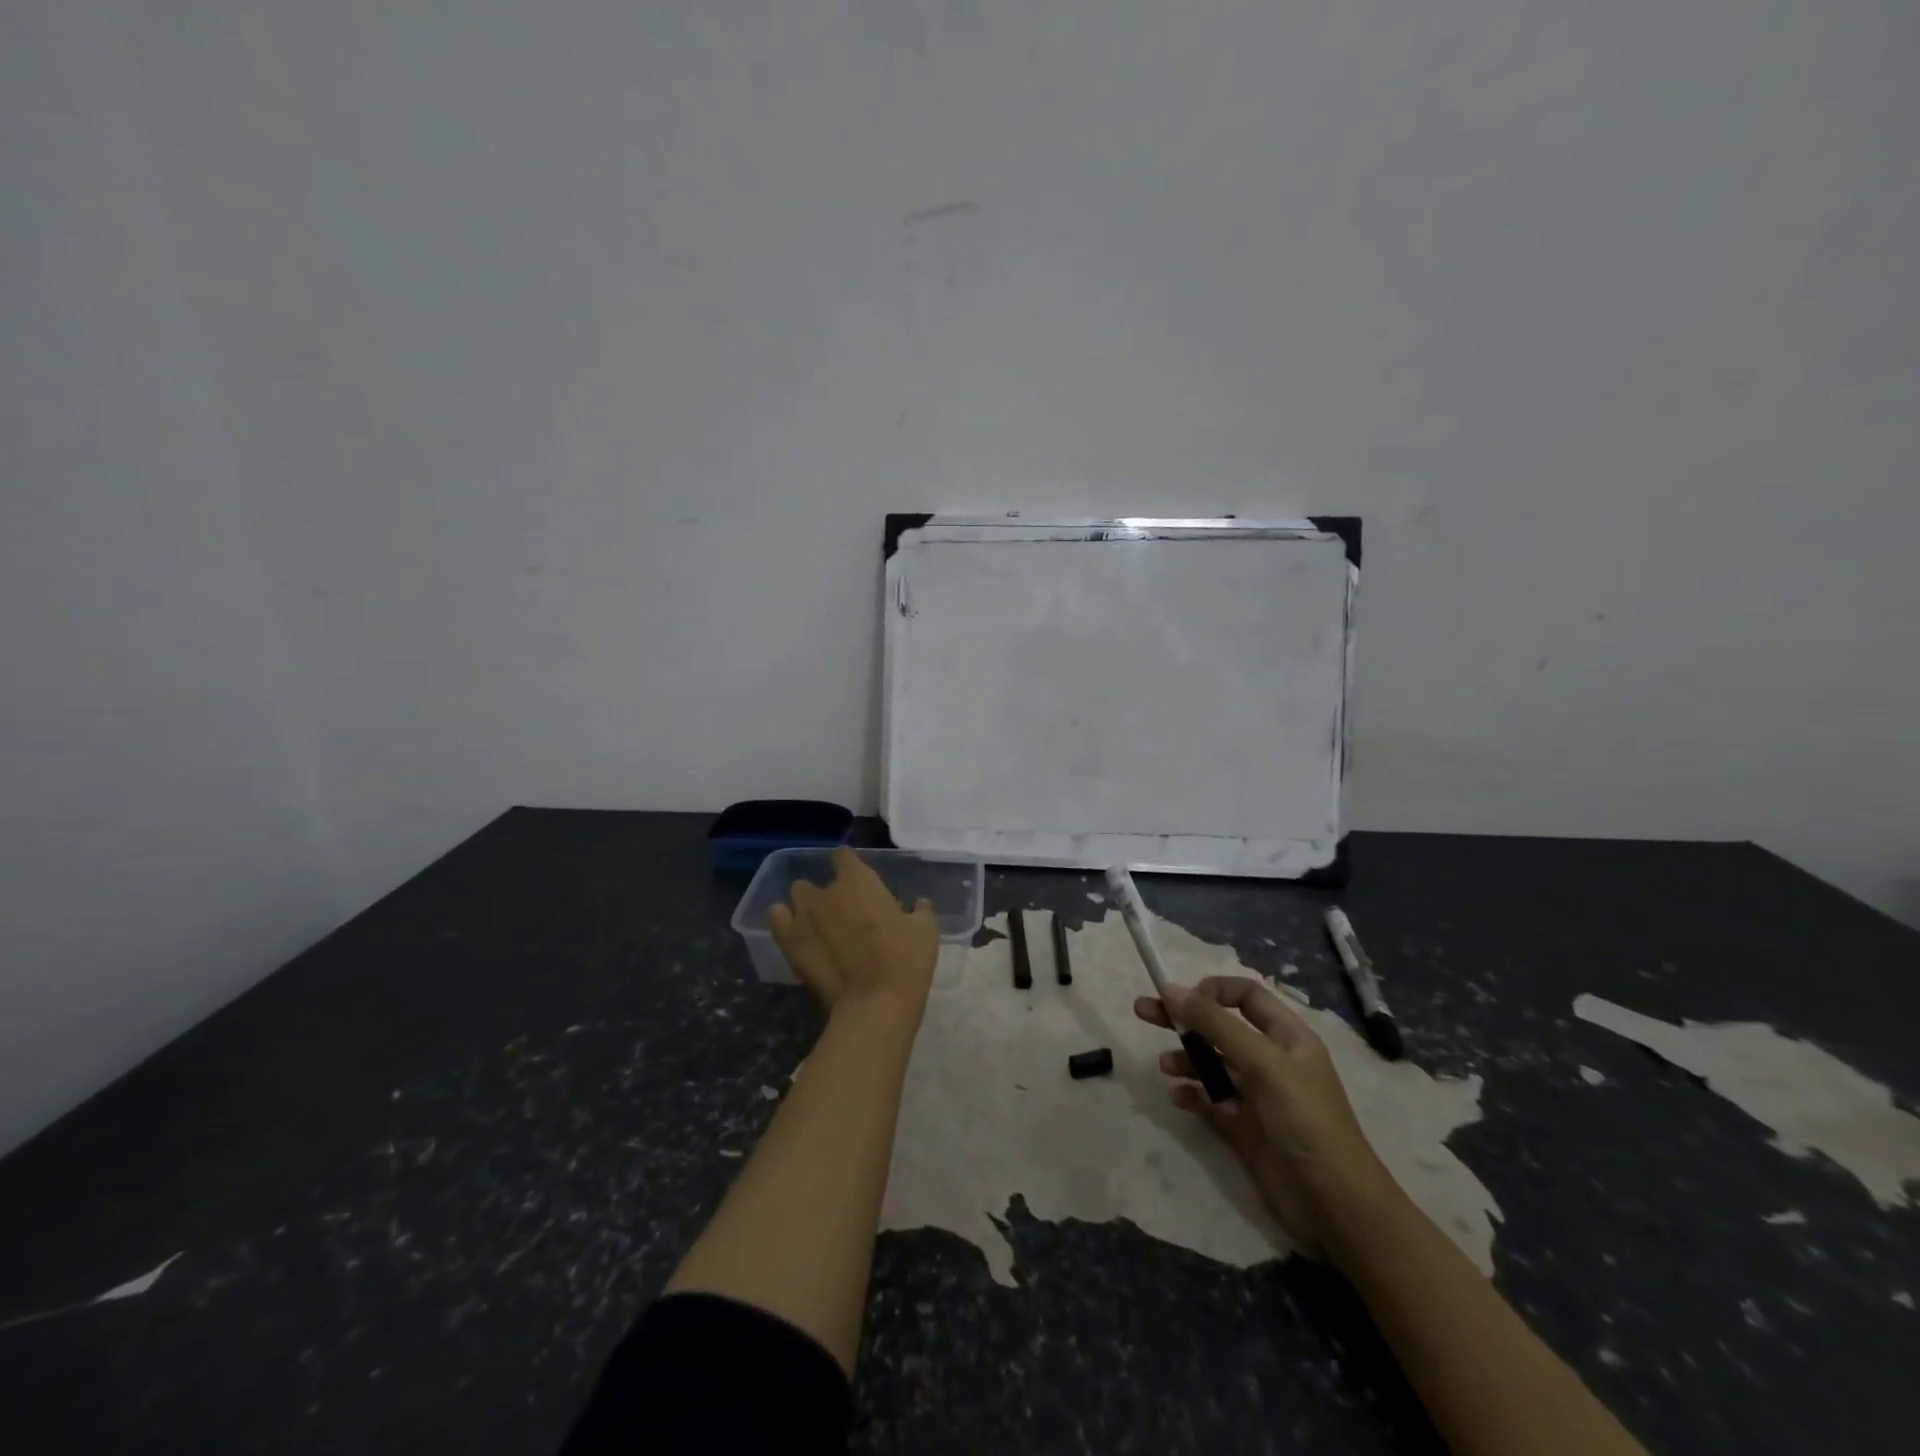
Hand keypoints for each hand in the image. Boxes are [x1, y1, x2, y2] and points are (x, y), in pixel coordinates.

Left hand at [768, 849, 939, 1020]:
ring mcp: (802, 916)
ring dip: (805, 907)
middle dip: (825, 893)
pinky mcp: (787, 942)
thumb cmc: (905, 960)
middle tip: (843, 915)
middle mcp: (826, 891)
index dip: (848, 865)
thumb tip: (918, 903)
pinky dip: (783, 921)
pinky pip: (776, 918)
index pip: (843, 856)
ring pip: (796, 896)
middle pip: (816, 881)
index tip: (857, 880)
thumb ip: (920, 909)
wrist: (875, 1003)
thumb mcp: (926, 930)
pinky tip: (796, 935)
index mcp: (859, 880)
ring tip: (818, 927)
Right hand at [1135, 977, 1393, 1259]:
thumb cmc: (1306, 1121)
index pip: (1246, 995)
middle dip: (1184, 1017)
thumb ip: (1216, 1025)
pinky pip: (1210, 1102)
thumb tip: (1170, 990)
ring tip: (1164, 1067)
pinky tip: (1179, 1098)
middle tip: (1143, 1010)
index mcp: (1287, 1037)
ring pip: (1212, 1064)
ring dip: (1186, 1059)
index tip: (1182, 999)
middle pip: (1220, 1026)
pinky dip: (1193, 1095)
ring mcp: (1257, 1097)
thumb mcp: (1263, 1064)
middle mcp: (1271, 1061)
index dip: (1212, 991)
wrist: (1336, 1207)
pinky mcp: (1245, 1130)